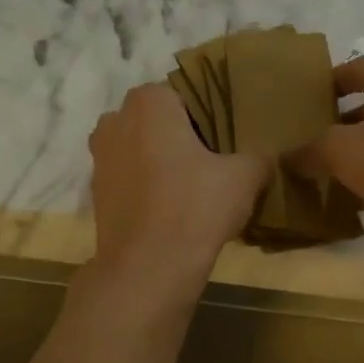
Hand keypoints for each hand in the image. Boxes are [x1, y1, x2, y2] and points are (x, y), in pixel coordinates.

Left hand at [88, 83, 267, 297]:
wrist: (147, 268)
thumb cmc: (195, 208)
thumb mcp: (244, 177)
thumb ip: (258, 156)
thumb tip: (267, 156)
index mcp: (148, 102)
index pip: (184, 94)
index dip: (208, 116)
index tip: (226, 141)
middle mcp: (115, 120)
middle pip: (158, 121)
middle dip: (181, 137)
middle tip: (214, 164)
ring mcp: (99, 159)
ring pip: (141, 150)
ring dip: (162, 163)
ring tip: (194, 190)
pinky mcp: (96, 194)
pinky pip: (130, 179)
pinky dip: (147, 188)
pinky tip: (172, 210)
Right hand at [297, 56, 363, 250]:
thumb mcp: (340, 151)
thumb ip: (309, 151)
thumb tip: (286, 157)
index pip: (349, 70)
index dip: (323, 87)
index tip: (300, 108)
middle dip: (338, 122)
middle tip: (307, 143)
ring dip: (357, 150)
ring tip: (327, 170)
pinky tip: (359, 193)